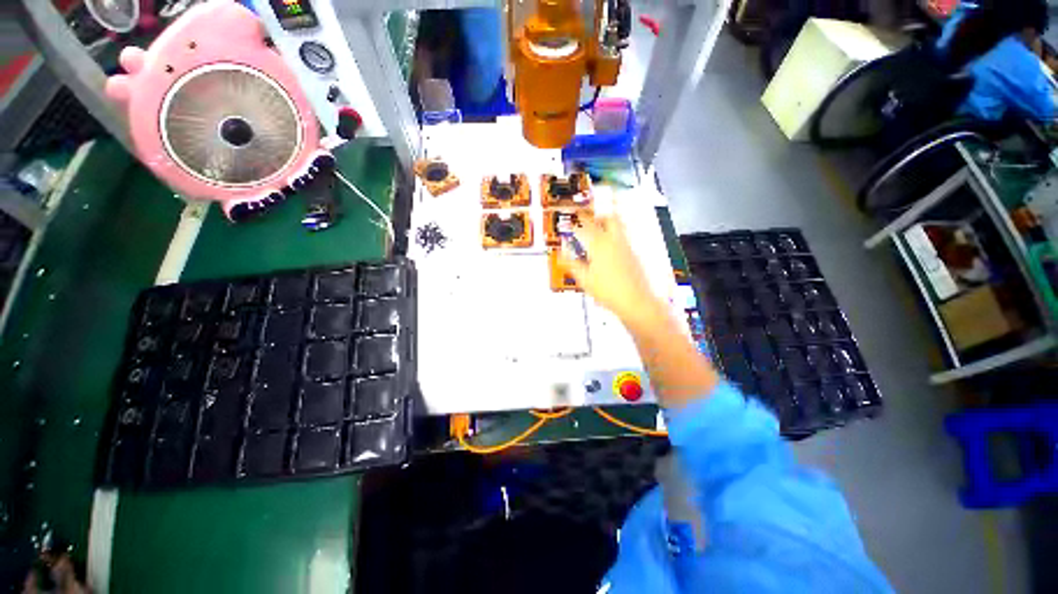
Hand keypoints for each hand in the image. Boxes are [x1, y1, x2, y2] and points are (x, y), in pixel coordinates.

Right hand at [558, 214, 665, 327]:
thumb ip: (572, 264)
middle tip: (588, 225)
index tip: (571, 225)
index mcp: (600, 245)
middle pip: (608, 219)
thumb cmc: (609, 291)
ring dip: (606, 228)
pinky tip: (605, 254)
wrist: (633, 301)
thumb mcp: (584, 279)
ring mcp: (626, 247)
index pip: (586, 226)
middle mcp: (615, 242)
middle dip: (597, 219)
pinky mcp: (633, 255)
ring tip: (595, 239)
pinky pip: (622, 239)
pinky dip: (612, 240)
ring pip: (617, 228)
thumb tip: (562, 255)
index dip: (576, 223)